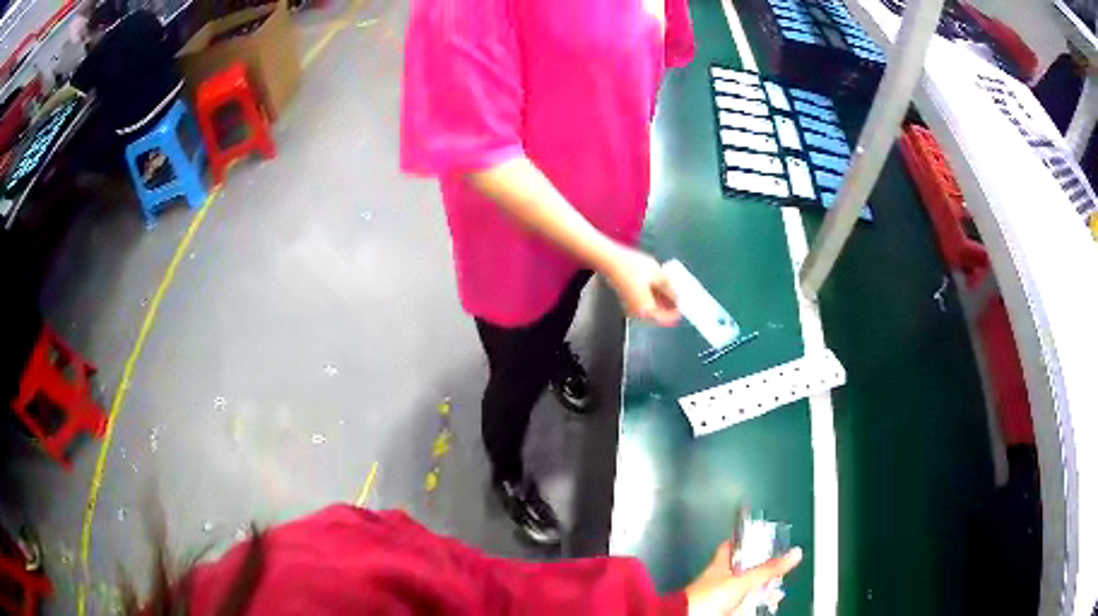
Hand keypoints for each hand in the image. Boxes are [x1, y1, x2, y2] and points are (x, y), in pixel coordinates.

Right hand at [601, 245, 680, 325]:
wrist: (610, 260)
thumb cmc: (633, 267)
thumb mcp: (657, 275)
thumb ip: (670, 288)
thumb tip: (681, 296)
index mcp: (646, 310)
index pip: (667, 318)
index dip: (678, 311)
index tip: (687, 302)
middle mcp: (638, 313)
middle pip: (660, 315)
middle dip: (672, 305)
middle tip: (681, 293)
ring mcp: (632, 308)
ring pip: (654, 309)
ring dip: (664, 301)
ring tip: (672, 287)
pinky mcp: (629, 301)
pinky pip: (646, 303)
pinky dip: (655, 297)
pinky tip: (660, 285)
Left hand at [684, 542, 802, 615]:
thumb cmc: (705, 597)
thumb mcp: (743, 580)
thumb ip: (768, 568)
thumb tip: (793, 553)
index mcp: (722, 562)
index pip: (736, 544)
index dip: (750, 539)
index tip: (766, 537)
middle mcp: (722, 577)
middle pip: (748, 568)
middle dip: (765, 570)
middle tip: (780, 571)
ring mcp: (723, 593)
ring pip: (749, 587)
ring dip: (764, 589)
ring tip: (777, 592)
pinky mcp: (726, 608)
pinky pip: (745, 603)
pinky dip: (757, 603)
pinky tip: (768, 602)